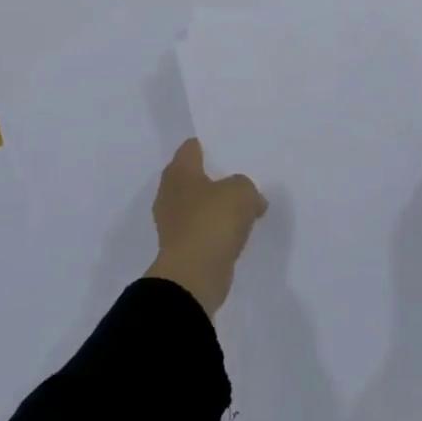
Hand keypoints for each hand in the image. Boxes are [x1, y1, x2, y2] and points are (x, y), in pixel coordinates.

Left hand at [145, 138, 267, 316]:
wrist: (194, 275)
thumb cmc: (213, 221)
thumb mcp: (241, 191)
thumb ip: (247, 188)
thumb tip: (251, 201)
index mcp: (179, 172)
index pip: (190, 148)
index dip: (208, 145)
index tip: (228, 147)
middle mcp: (170, 194)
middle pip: (192, 177)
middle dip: (213, 176)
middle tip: (239, 175)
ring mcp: (172, 223)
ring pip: (197, 205)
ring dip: (215, 205)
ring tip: (242, 205)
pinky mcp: (181, 248)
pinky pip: (202, 229)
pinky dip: (216, 229)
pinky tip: (236, 231)